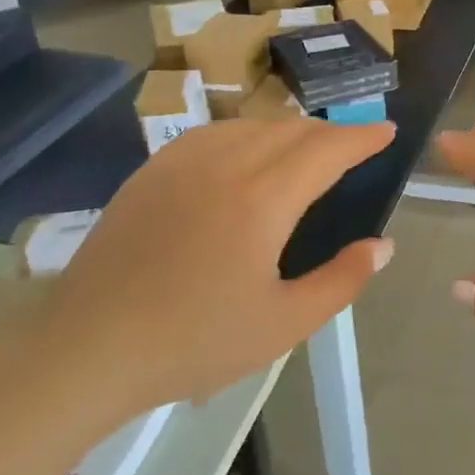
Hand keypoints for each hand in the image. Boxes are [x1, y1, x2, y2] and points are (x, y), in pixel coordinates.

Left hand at [0, 120, 395, 429]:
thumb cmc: (193, 343)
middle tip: (354, 147)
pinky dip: (246, 134)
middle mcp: (226, 164)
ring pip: (252, 125)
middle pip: (292, 130)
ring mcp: (182, 162)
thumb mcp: (283, 325)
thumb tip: (383, 244)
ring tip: (307, 149)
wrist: (87, 349)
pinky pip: (214, 133)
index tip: (388, 131)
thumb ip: (342, 280)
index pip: (327, 149)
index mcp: (263, 200)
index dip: (362, 137)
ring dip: (290, 130)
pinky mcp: (152, 171)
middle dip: (331, 133)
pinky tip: (246, 154)